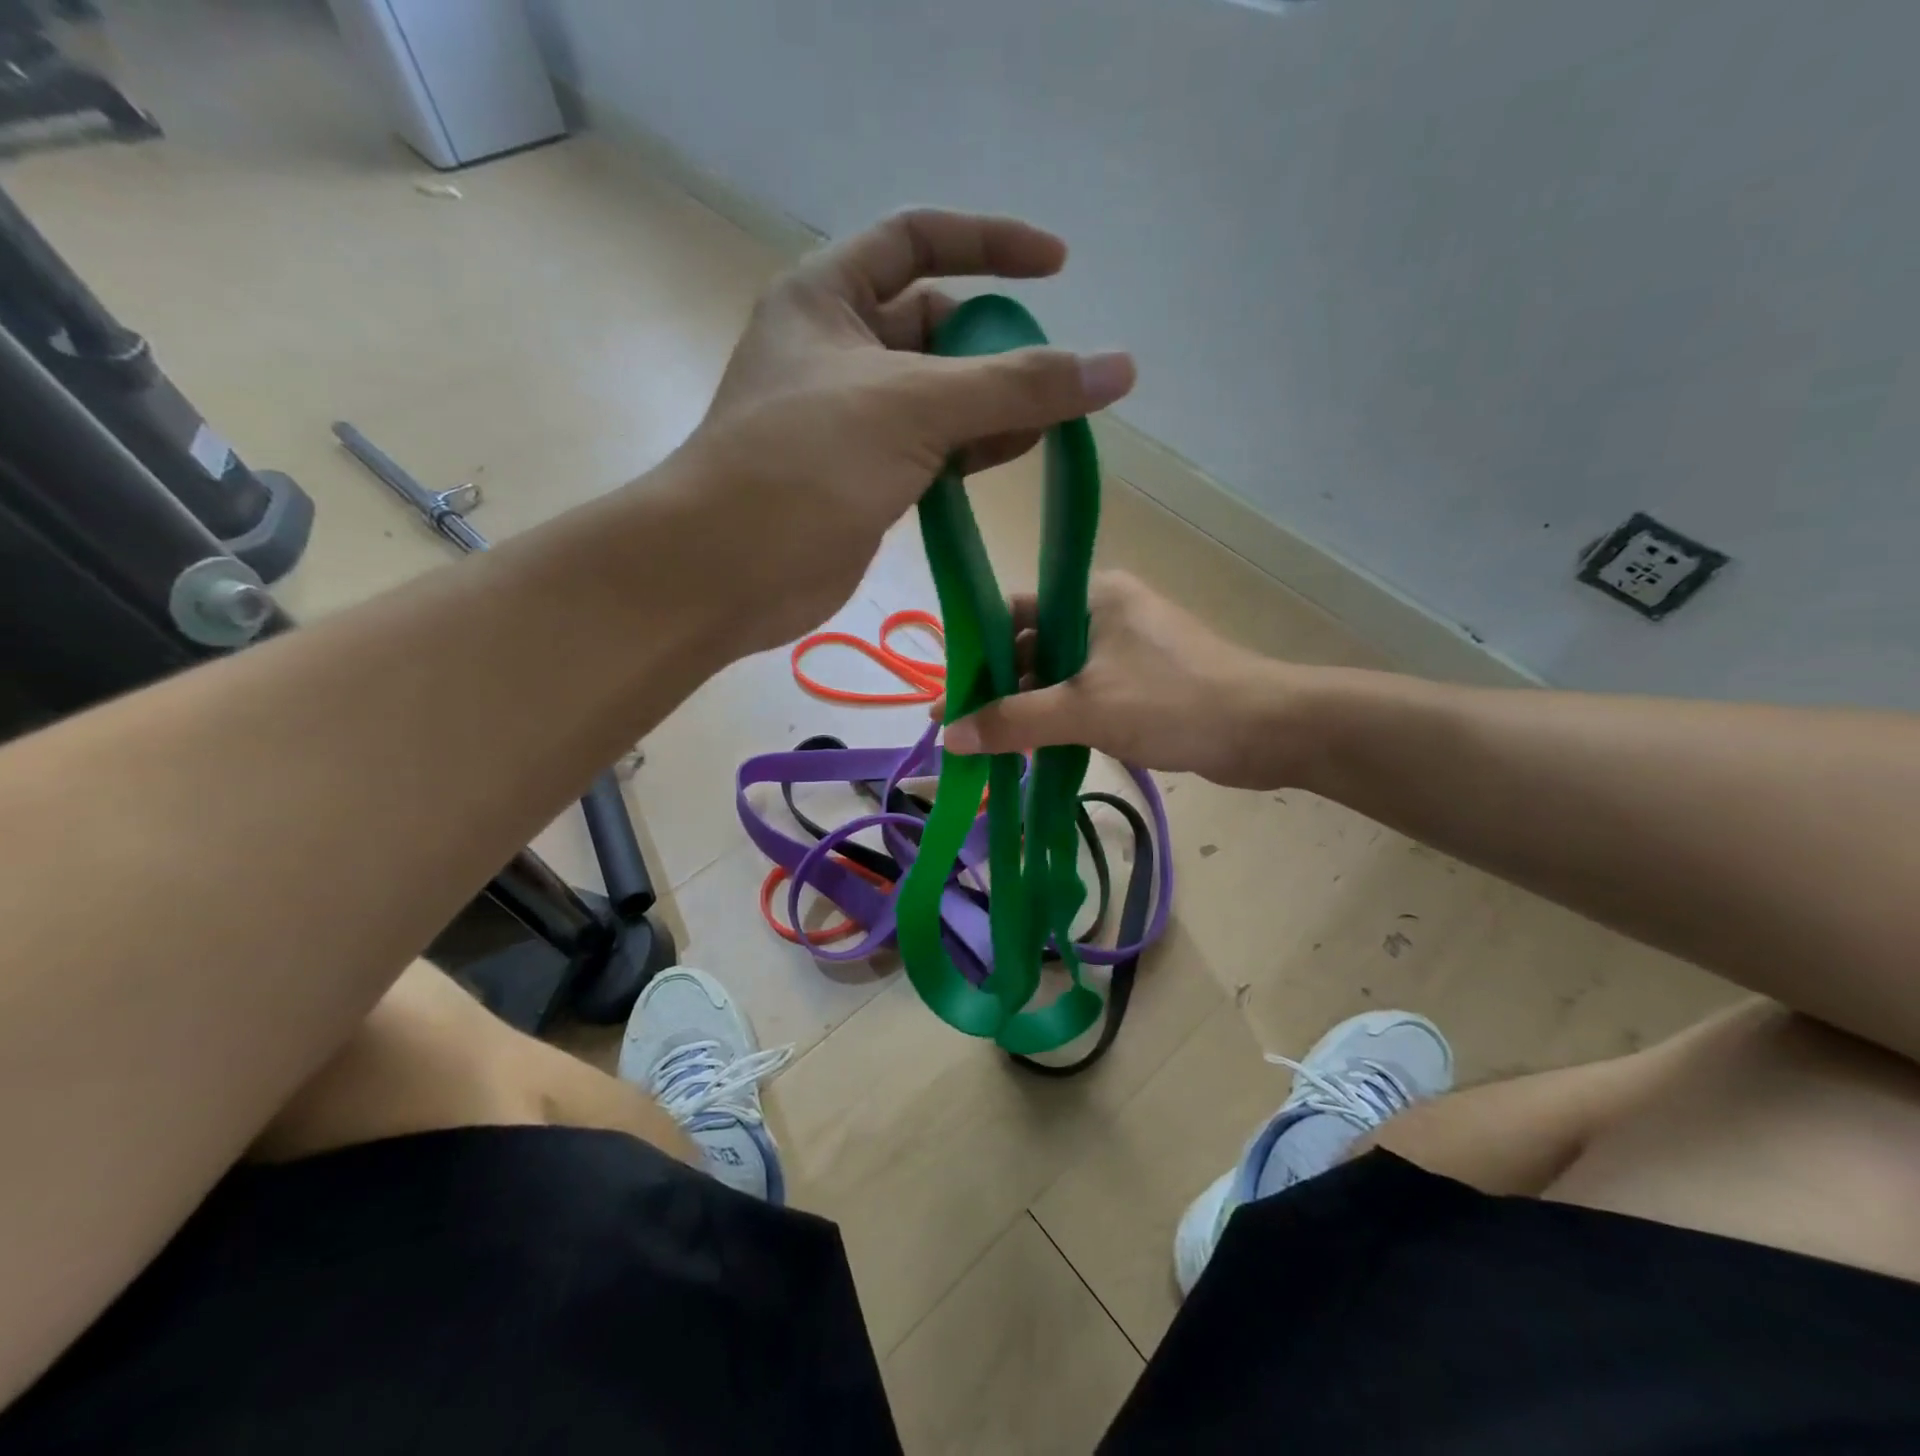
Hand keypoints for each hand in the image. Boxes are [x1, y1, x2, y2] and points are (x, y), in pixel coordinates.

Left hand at [670, 209, 1134, 652]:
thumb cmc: (804, 465)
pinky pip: (930, 449)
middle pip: (936, 326)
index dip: (990, 244)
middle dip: (997, 347)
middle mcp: (837, 350)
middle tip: (1052, 382)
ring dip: (992, 406)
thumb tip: (1117, 368)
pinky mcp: (862, 478)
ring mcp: (850, 420)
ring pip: (939, 396)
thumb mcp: (913, 406)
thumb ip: (1017, 385)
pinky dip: (971, 451)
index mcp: (827, 298)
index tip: (1058, 267)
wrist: (726, 571)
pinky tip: (1009, 459)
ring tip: (1045, 427)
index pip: (918, 240)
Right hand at [940, 572, 1316, 787]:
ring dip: (1028, 707)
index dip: (977, 651)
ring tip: (990, 744)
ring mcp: (1128, 648)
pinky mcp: (1144, 681)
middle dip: (999, 687)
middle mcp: (1107, 612)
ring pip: (1059, 674)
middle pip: (1034, 645)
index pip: (1014, 612)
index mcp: (1093, 596)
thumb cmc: (1174, 703)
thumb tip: (950, 737)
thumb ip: (1014, 721)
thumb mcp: (1085, 710)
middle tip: (962, 727)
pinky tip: (1035, 747)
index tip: (948, 692)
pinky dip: (1060, 717)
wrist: (1269, 730)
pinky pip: (1086, 694)